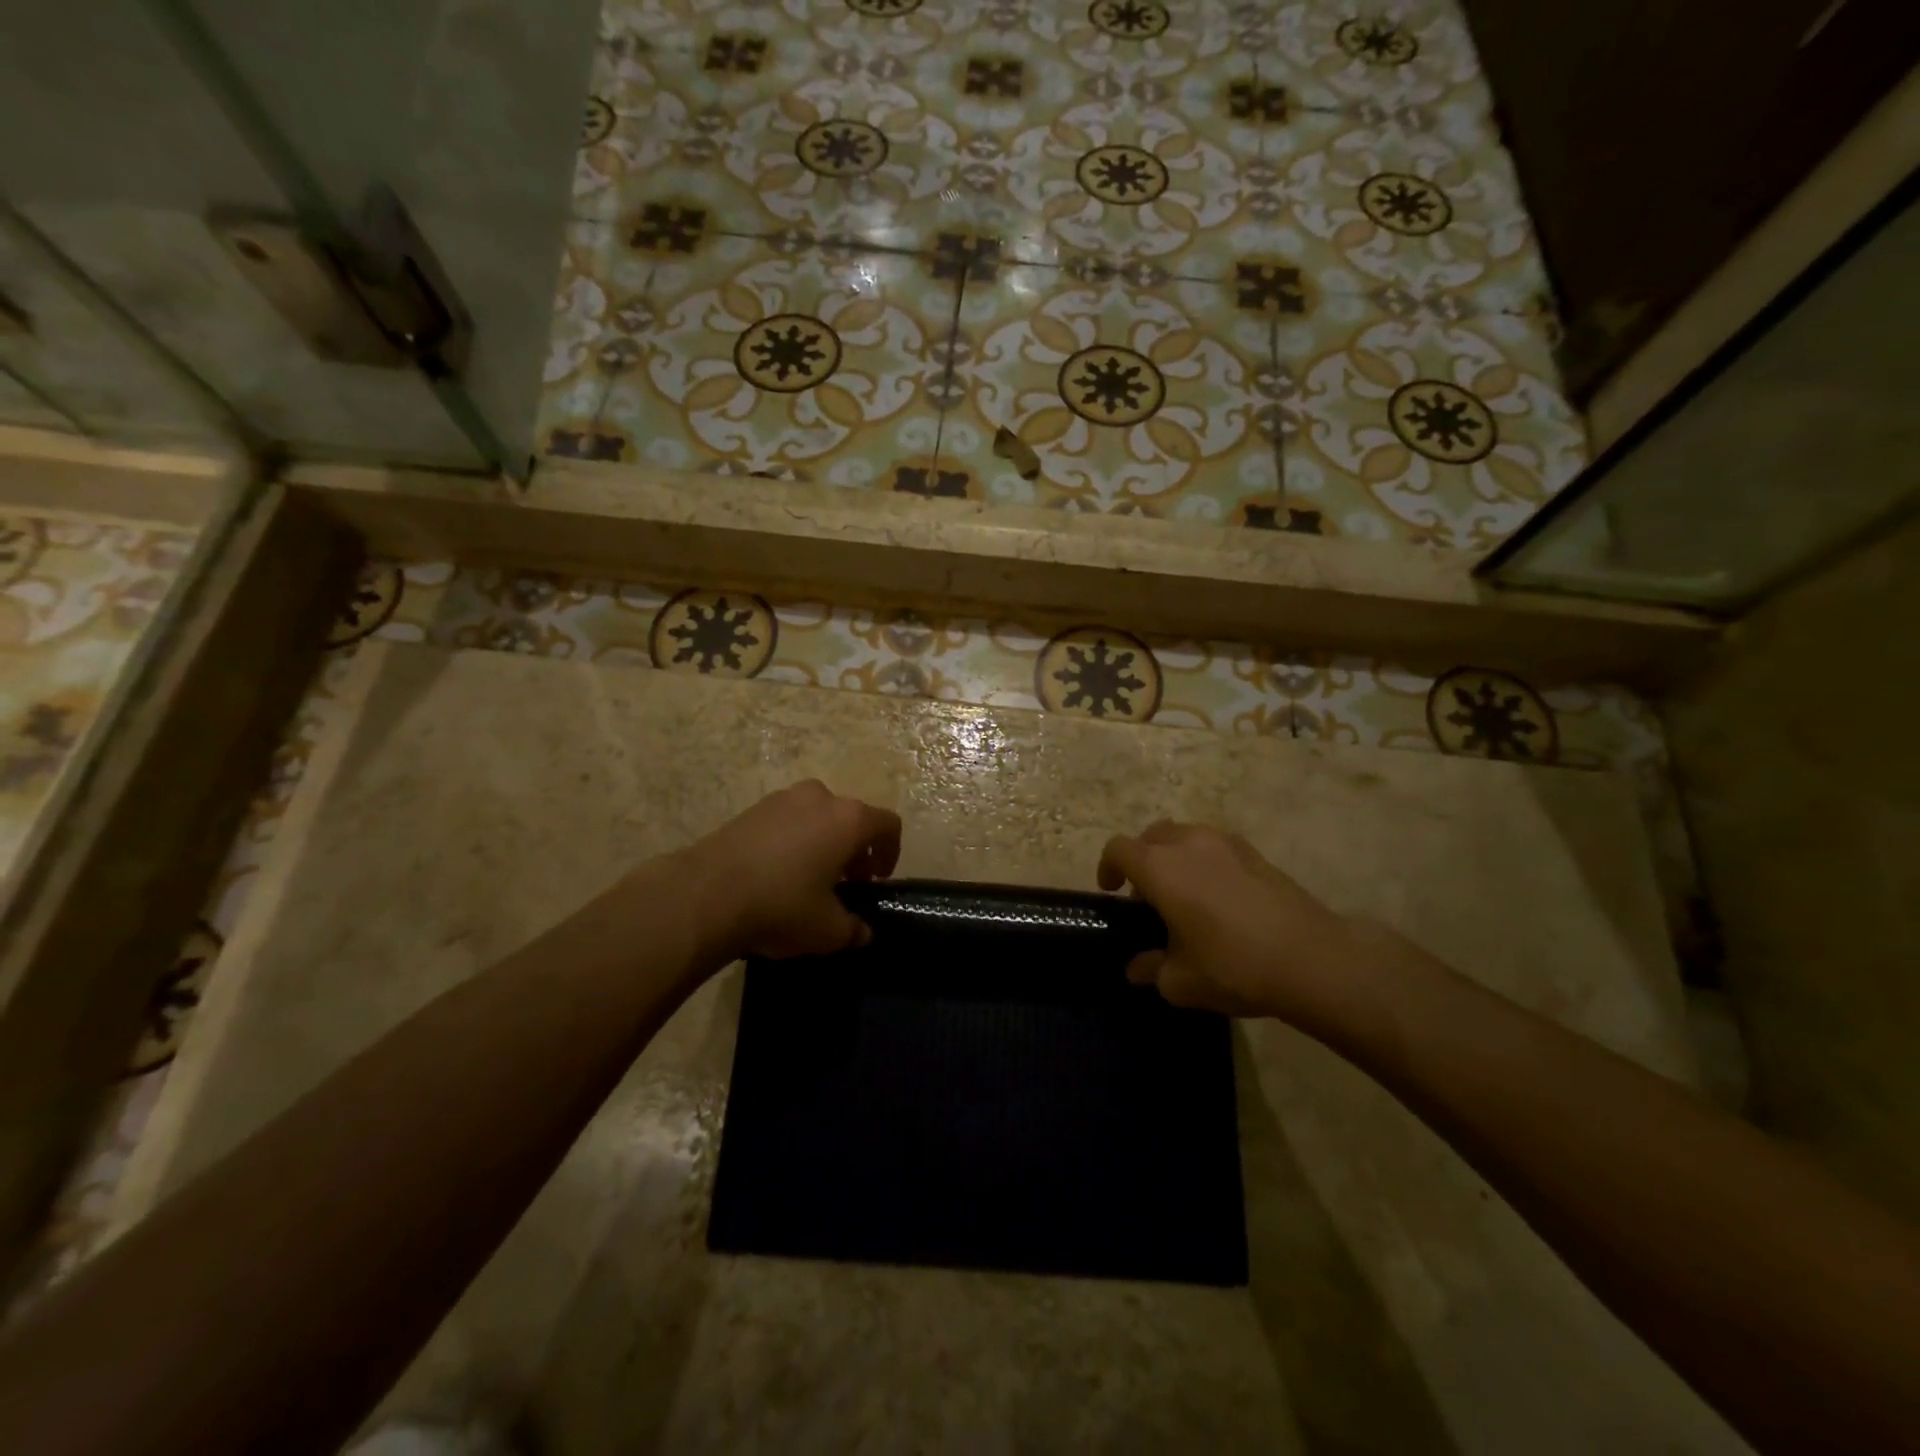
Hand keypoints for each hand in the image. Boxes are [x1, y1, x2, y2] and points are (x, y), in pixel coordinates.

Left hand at [686, 780, 901, 960]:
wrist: (705, 894)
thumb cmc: (781, 905)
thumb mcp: (827, 930)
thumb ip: (853, 929)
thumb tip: (861, 932)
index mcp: (849, 819)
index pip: (888, 825)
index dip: (890, 852)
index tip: (876, 880)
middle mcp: (820, 798)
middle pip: (851, 818)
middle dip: (853, 849)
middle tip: (844, 883)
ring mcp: (782, 798)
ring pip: (816, 816)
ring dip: (822, 842)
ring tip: (808, 879)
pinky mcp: (751, 809)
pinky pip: (786, 821)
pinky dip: (791, 841)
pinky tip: (775, 874)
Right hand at [1097, 822, 1360, 1027]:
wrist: (1311, 959)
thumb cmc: (1233, 966)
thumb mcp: (1180, 981)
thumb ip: (1151, 969)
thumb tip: (1137, 968)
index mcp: (1160, 867)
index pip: (1118, 849)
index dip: (1107, 867)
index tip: (1112, 892)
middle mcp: (1189, 843)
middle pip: (1151, 836)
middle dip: (1142, 859)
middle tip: (1148, 896)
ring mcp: (1226, 843)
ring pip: (1186, 836)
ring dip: (1175, 857)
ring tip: (1186, 894)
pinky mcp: (1256, 853)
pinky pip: (1216, 846)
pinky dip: (1206, 862)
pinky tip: (1221, 898)